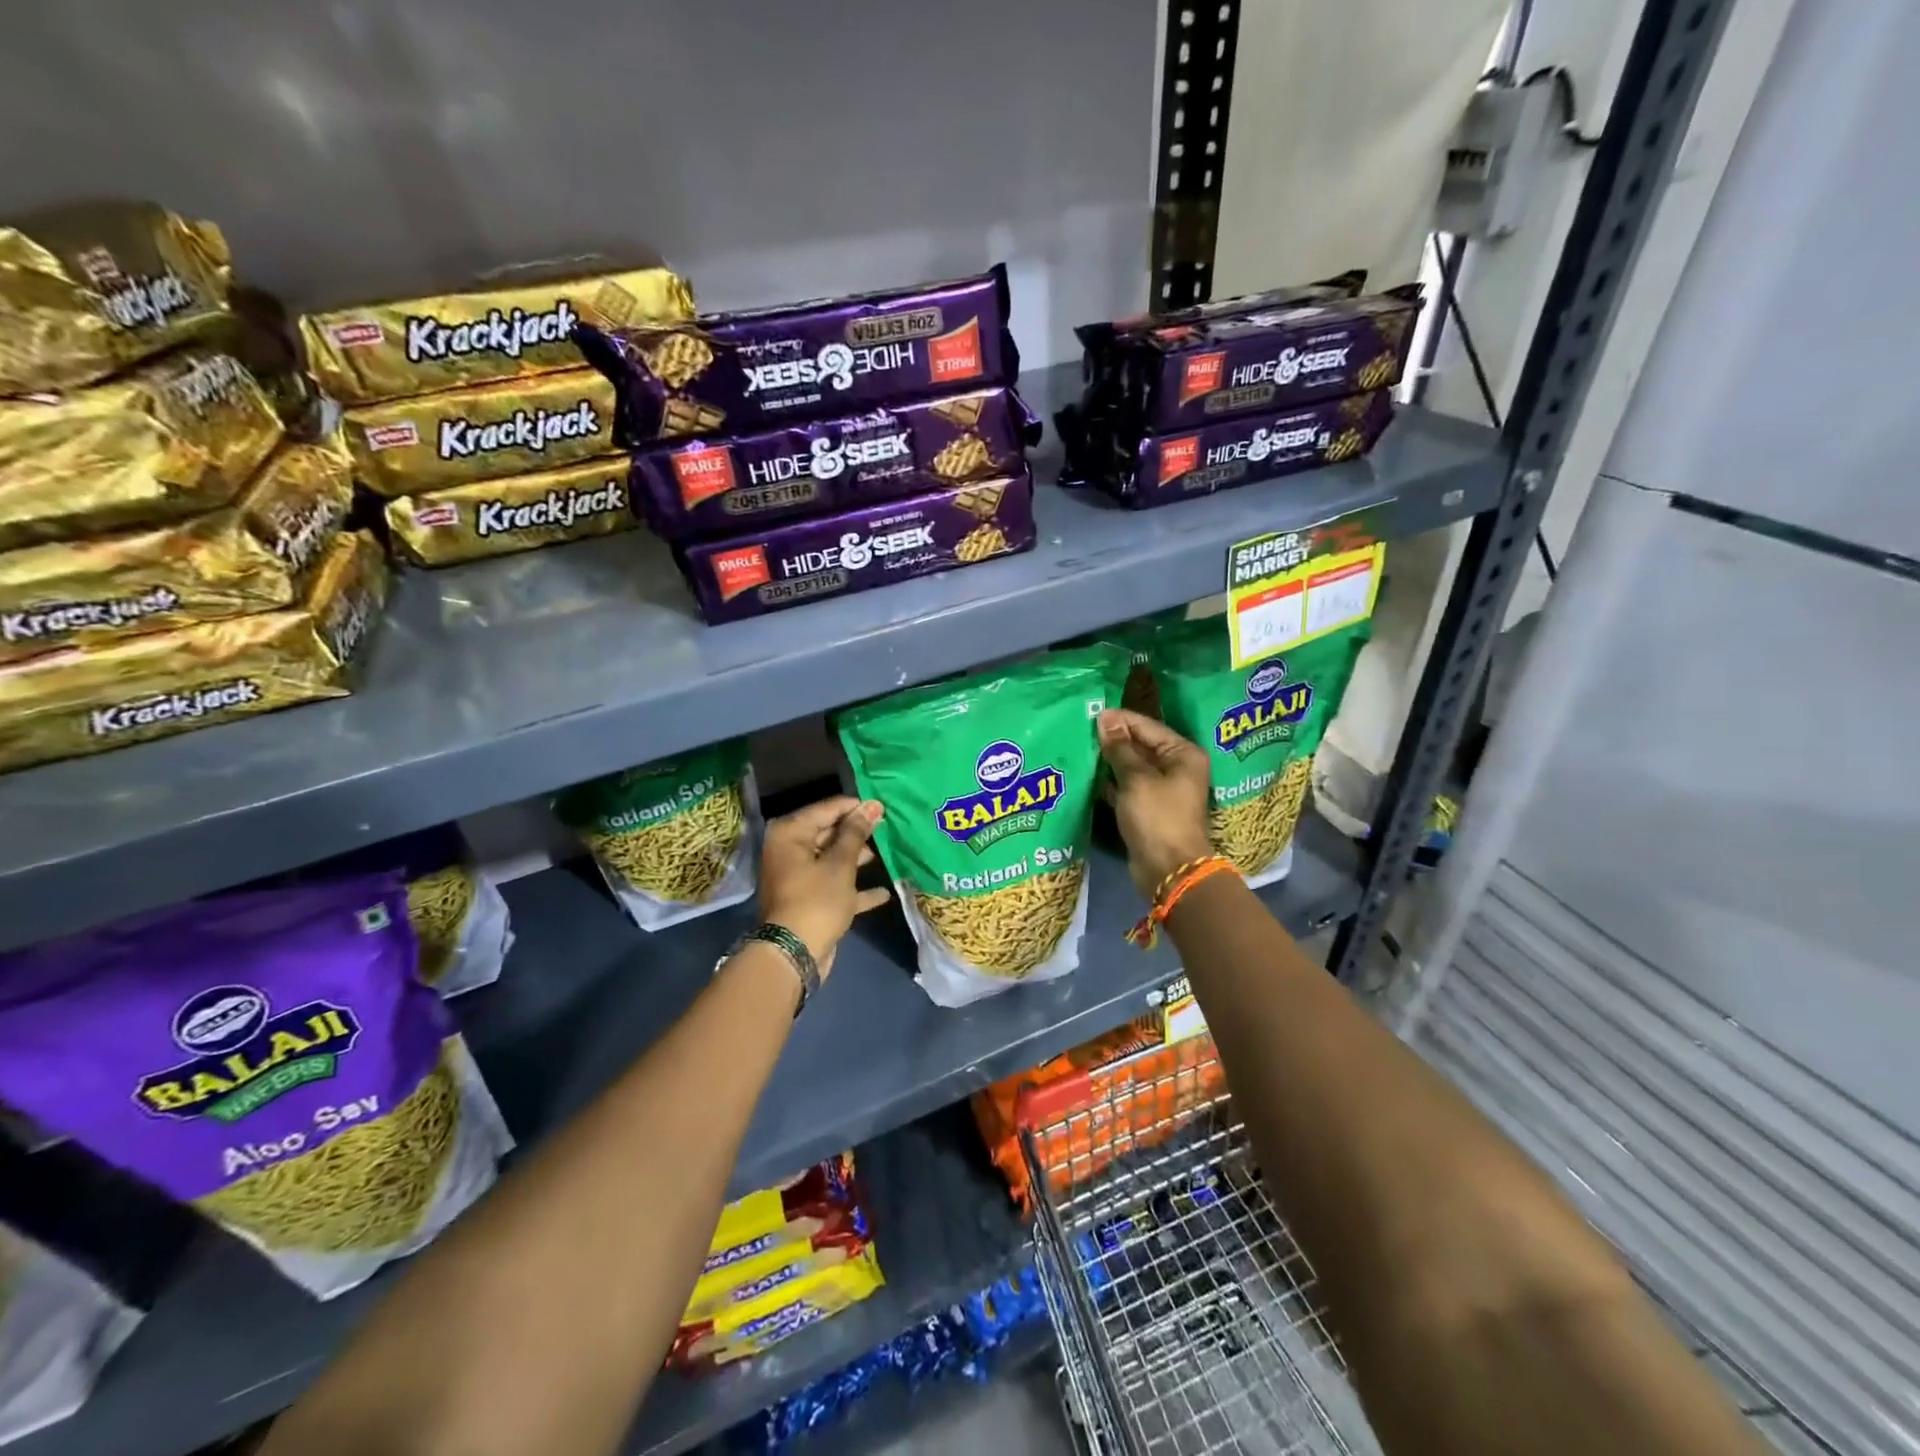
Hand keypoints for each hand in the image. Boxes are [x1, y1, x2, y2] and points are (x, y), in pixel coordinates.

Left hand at [757, 796, 890, 975]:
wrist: (795, 954)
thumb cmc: (817, 899)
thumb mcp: (841, 863)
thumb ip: (856, 833)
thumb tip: (871, 805)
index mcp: (790, 834)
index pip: (826, 809)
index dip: (855, 807)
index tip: (882, 808)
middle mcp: (789, 851)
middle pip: (828, 833)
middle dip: (857, 833)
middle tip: (887, 828)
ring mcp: (798, 877)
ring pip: (832, 860)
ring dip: (858, 859)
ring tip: (888, 854)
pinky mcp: (809, 900)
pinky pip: (835, 886)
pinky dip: (855, 888)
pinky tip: (883, 892)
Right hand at [1097, 709, 1213, 899]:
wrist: (1168, 870)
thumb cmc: (1157, 817)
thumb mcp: (1136, 778)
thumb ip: (1119, 748)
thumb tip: (1105, 719)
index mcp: (1183, 754)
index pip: (1147, 726)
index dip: (1119, 720)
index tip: (1090, 714)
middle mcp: (1176, 767)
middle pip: (1140, 745)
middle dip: (1113, 739)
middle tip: (1080, 730)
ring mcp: (1162, 789)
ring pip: (1131, 767)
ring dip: (1109, 761)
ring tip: (1080, 749)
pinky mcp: (1148, 808)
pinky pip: (1127, 786)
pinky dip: (1110, 782)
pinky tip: (1087, 776)